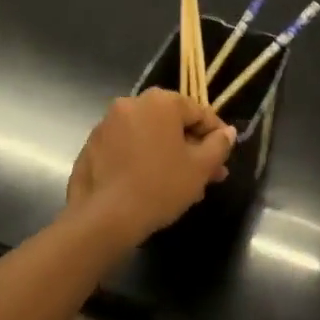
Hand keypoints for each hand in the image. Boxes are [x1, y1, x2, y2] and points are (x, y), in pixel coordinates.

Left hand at [67, 90, 236, 247]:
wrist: (104, 218)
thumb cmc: (160, 186)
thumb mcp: (200, 167)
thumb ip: (219, 145)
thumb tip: (227, 133)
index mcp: (159, 102)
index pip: (198, 112)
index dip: (216, 135)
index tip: (224, 158)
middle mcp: (131, 104)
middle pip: (171, 124)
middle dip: (191, 149)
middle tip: (207, 176)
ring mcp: (107, 125)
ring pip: (149, 137)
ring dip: (168, 156)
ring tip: (182, 187)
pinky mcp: (91, 147)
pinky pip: (127, 149)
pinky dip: (142, 161)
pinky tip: (152, 188)